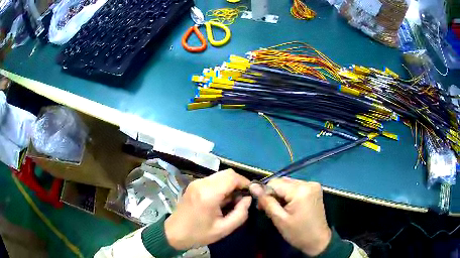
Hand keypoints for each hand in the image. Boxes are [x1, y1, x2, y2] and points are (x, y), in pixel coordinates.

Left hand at [165, 169, 251, 249]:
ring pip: (220, 175)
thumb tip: (248, 199)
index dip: (245, 182)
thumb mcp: (224, 229)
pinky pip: (213, 180)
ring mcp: (196, 183)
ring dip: (230, 185)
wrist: (174, 233)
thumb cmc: (199, 234)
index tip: (251, 193)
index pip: (232, 177)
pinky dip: (222, 186)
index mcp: (208, 194)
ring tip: (232, 201)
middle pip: (227, 173)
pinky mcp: (194, 185)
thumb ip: (241, 213)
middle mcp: (202, 184)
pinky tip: (221, 200)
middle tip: (242, 198)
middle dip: (238, 183)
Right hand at [250, 178, 331, 255]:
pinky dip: (289, 195)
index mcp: (300, 190)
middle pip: (282, 182)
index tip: (261, 206)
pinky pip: (296, 187)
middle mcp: (308, 183)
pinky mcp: (315, 189)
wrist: (318, 240)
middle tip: (269, 209)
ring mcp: (313, 185)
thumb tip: (252, 186)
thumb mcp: (279, 219)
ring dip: (281, 194)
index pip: (274, 183)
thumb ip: (266, 201)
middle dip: (273, 194)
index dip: (265, 193)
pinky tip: (289, 206)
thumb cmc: (298, 233)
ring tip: (279, 209)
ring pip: (288, 184)